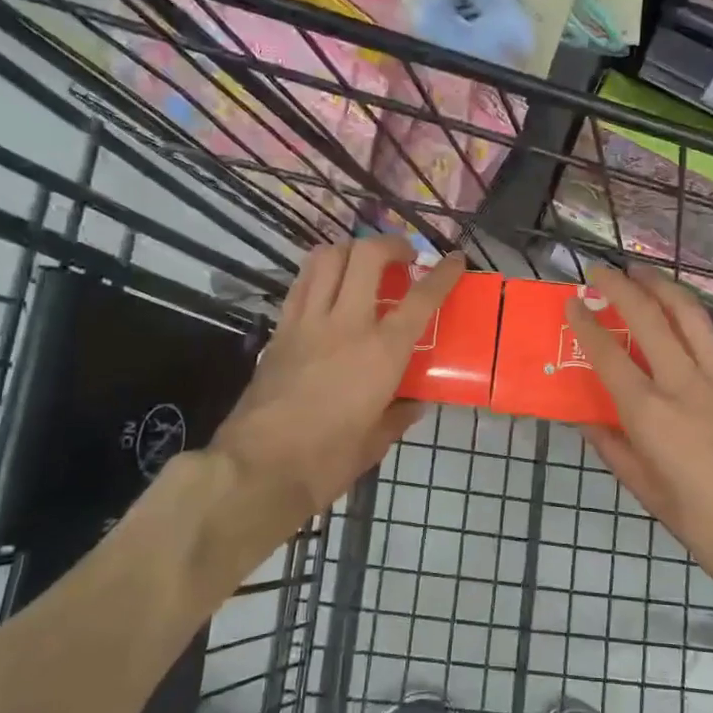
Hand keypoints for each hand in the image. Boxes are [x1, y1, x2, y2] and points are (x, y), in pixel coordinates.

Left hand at [210, 236, 464, 537]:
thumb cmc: (326, 460)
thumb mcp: (375, 442)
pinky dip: (320, 274)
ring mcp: (308, 322)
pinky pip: (302, 284)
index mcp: (381, 352)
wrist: (258, 468)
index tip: (454, 260)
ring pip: (327, 257)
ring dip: (351, 250)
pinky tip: (328, 290)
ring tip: (363, 264)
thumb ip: (397, 416)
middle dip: (391, 244)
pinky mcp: (280, 330)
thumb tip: (413, 404)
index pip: (421, 298)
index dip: (442, 274)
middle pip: (367, 255)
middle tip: (403, 258)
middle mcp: (346, 324)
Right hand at [565, 264, 712, 657]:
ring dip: (664, 288)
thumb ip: (615, 450)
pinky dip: (700, 346)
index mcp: (650, 413)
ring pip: (692, 317)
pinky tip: (696, 359)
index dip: (586, 322)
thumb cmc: (706, 526)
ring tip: (646, 274)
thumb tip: (588, 422)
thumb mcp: (648, 494)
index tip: (573, 301)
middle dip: (621, 285)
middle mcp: (684, 384)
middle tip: (602, 270)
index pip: (608, 353)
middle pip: (649, 316)